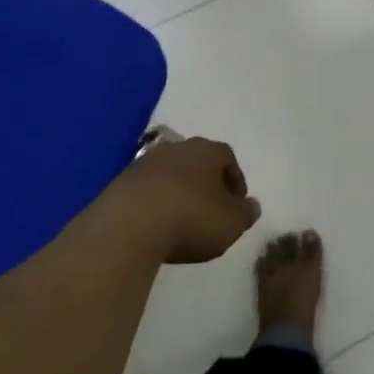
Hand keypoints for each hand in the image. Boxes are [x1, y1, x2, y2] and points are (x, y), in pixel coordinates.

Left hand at [122, 136, 259, 264]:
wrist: (128, 225)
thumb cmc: (191, 218)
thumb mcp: (231, 223)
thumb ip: (246, 213)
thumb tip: (252, 205)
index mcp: (206, 150)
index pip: (227, 157)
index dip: (235, 179)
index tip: (237, 204)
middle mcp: (176, 148)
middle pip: (197, 161)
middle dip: (206, 183)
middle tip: (211, 210)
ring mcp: (145, 162)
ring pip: (170, 174)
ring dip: (178, 192)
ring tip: (182, 220)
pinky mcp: (121, 182)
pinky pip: (147, 190)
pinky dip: (155, 203)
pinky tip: (156, 225)